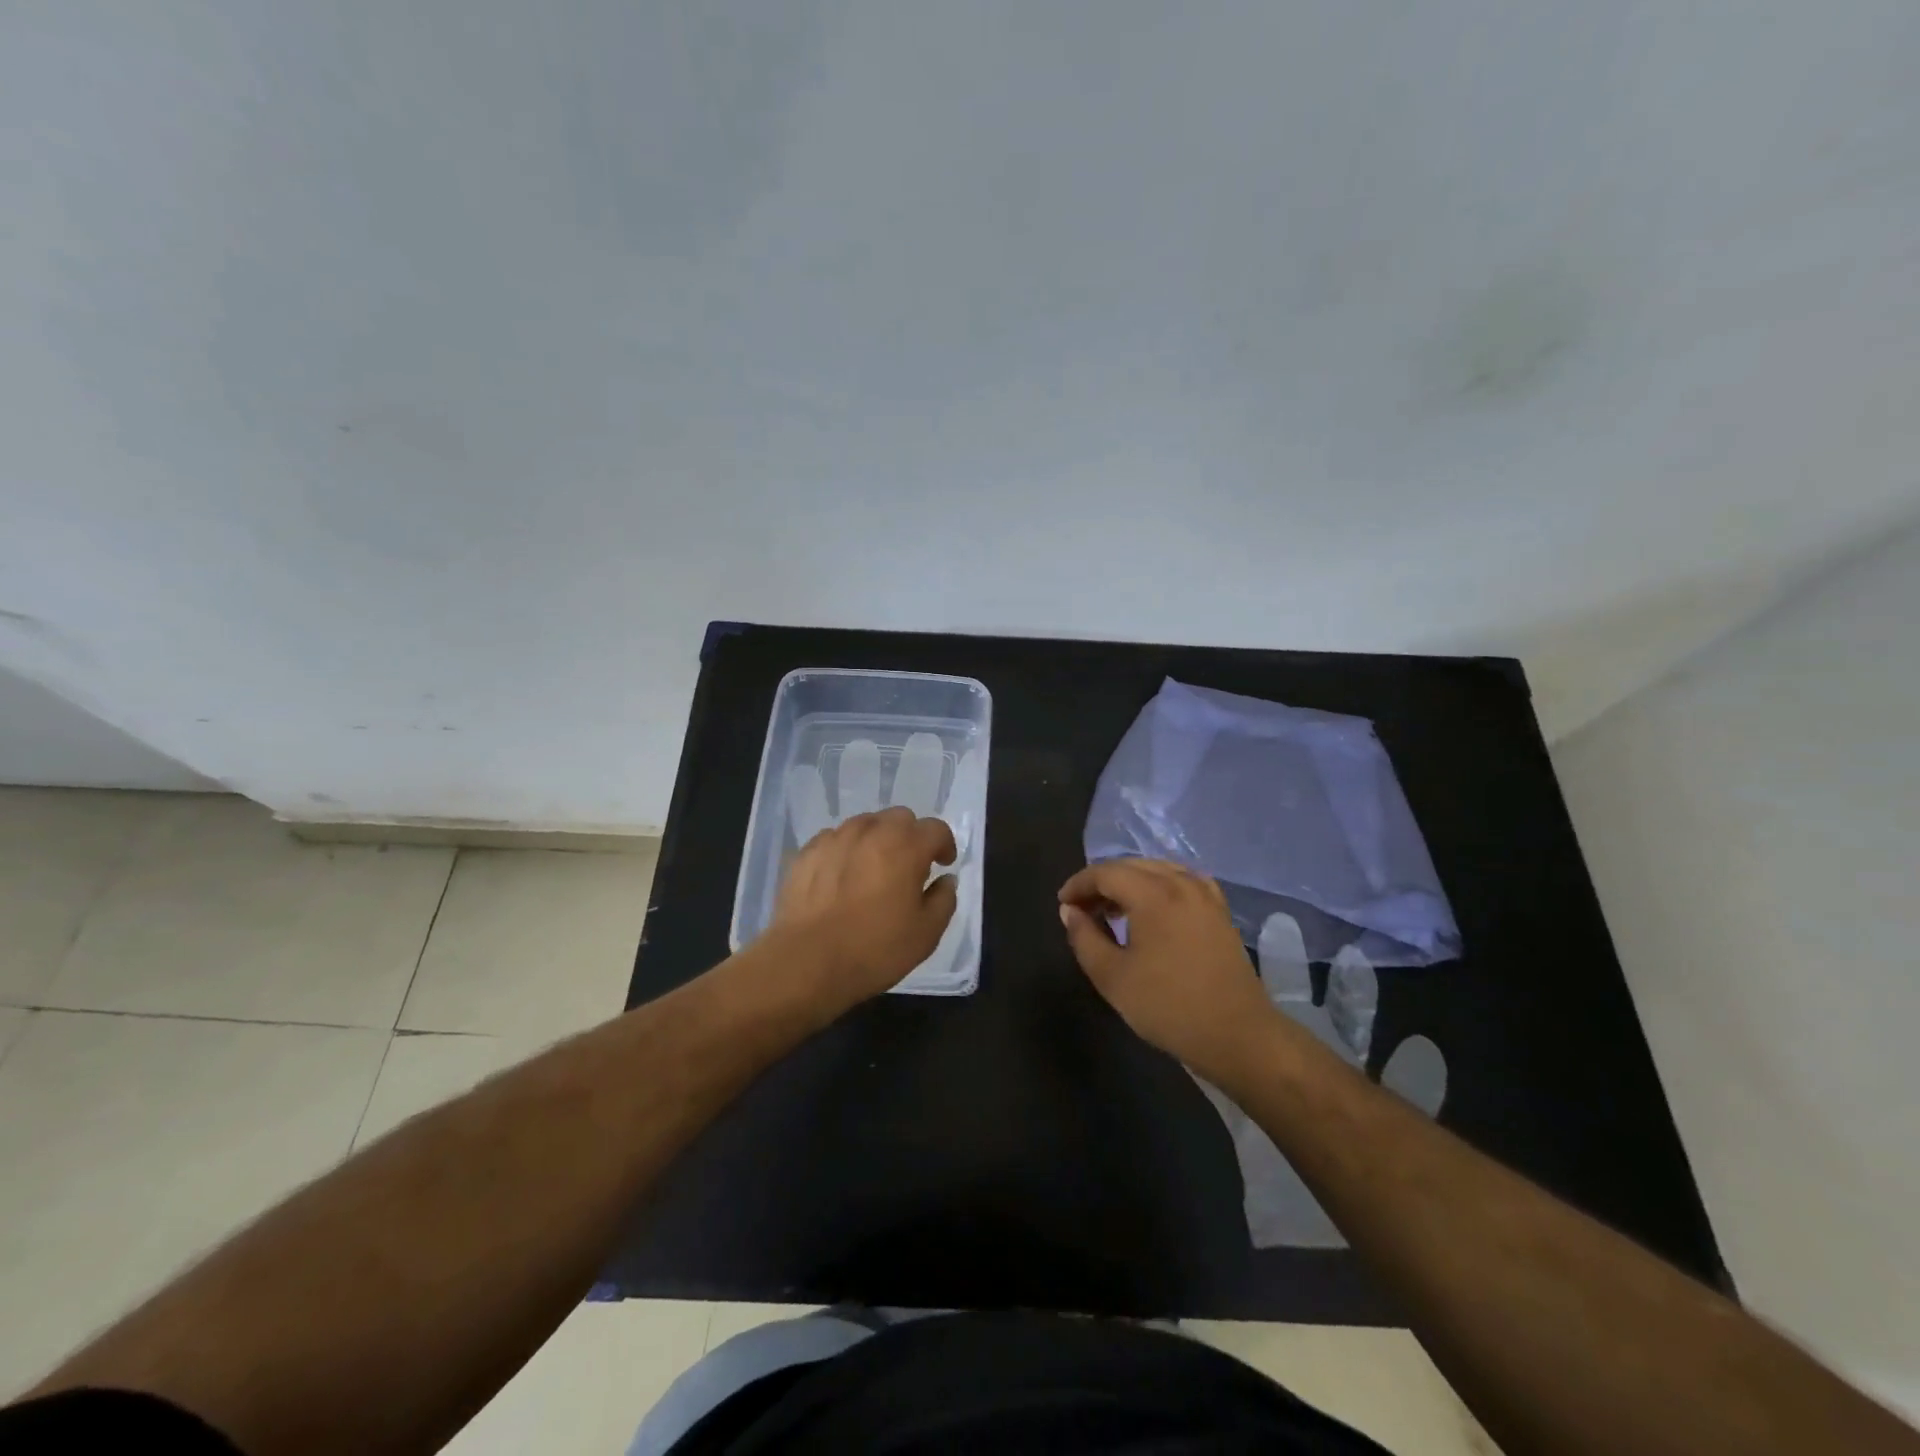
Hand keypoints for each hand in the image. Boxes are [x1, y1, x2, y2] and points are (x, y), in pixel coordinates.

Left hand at [769, 806, 957, 1008]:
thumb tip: (946, 880)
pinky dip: (846, 851)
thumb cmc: (875, 949)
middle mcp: (872, 831)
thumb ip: (944, 899)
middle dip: (910, 836)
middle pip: (900, 818)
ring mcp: (836, 837)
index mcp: (907, 846)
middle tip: (909, 866)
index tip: (943, 864)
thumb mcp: (926, 933)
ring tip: (872, 870)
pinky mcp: (808, 851)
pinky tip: (841, 878)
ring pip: (865, 824)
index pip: (936, 829)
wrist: (807, 962)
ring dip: (877, 840)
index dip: (944, 845)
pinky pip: (835, 839)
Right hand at [1058, 858, 1276, 1081]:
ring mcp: (1205, 895)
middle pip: (1131, 866)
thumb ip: (1085, 938)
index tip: (1063, 904)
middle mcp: (1181, 883)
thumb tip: (1070, 911)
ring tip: (1113, 910)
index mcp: (1153, 894)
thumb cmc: (1168, 1007)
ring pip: (1158, 870)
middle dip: (1102, 882)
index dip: (1079, 884)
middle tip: (1082, 909)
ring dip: (1130, 882)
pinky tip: (1153, 908)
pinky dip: (1160, 886)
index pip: (1106, 873)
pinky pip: (1182, 881)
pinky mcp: (1220, 911)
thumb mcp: (1112, 977)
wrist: (1237, 1035)